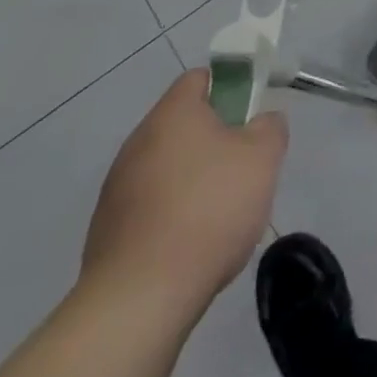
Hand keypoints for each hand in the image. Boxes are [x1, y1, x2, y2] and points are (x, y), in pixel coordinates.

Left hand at [81, 68, 286, 322]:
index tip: (250, 117)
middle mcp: (138, 141)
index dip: (230, 88)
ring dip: (193, 179)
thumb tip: (262, 122)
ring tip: (219, 216)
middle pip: (184, 125)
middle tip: (243, 169)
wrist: (140, 299)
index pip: (201, 78)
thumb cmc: (209, 210)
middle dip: (215, 141)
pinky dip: (171, 216)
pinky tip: (190, 245)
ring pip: (167, 167)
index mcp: (173, 113)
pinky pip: (150, 206)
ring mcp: (117, 187)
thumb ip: (270, 127)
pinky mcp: (107, 230)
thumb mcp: (263, 158)